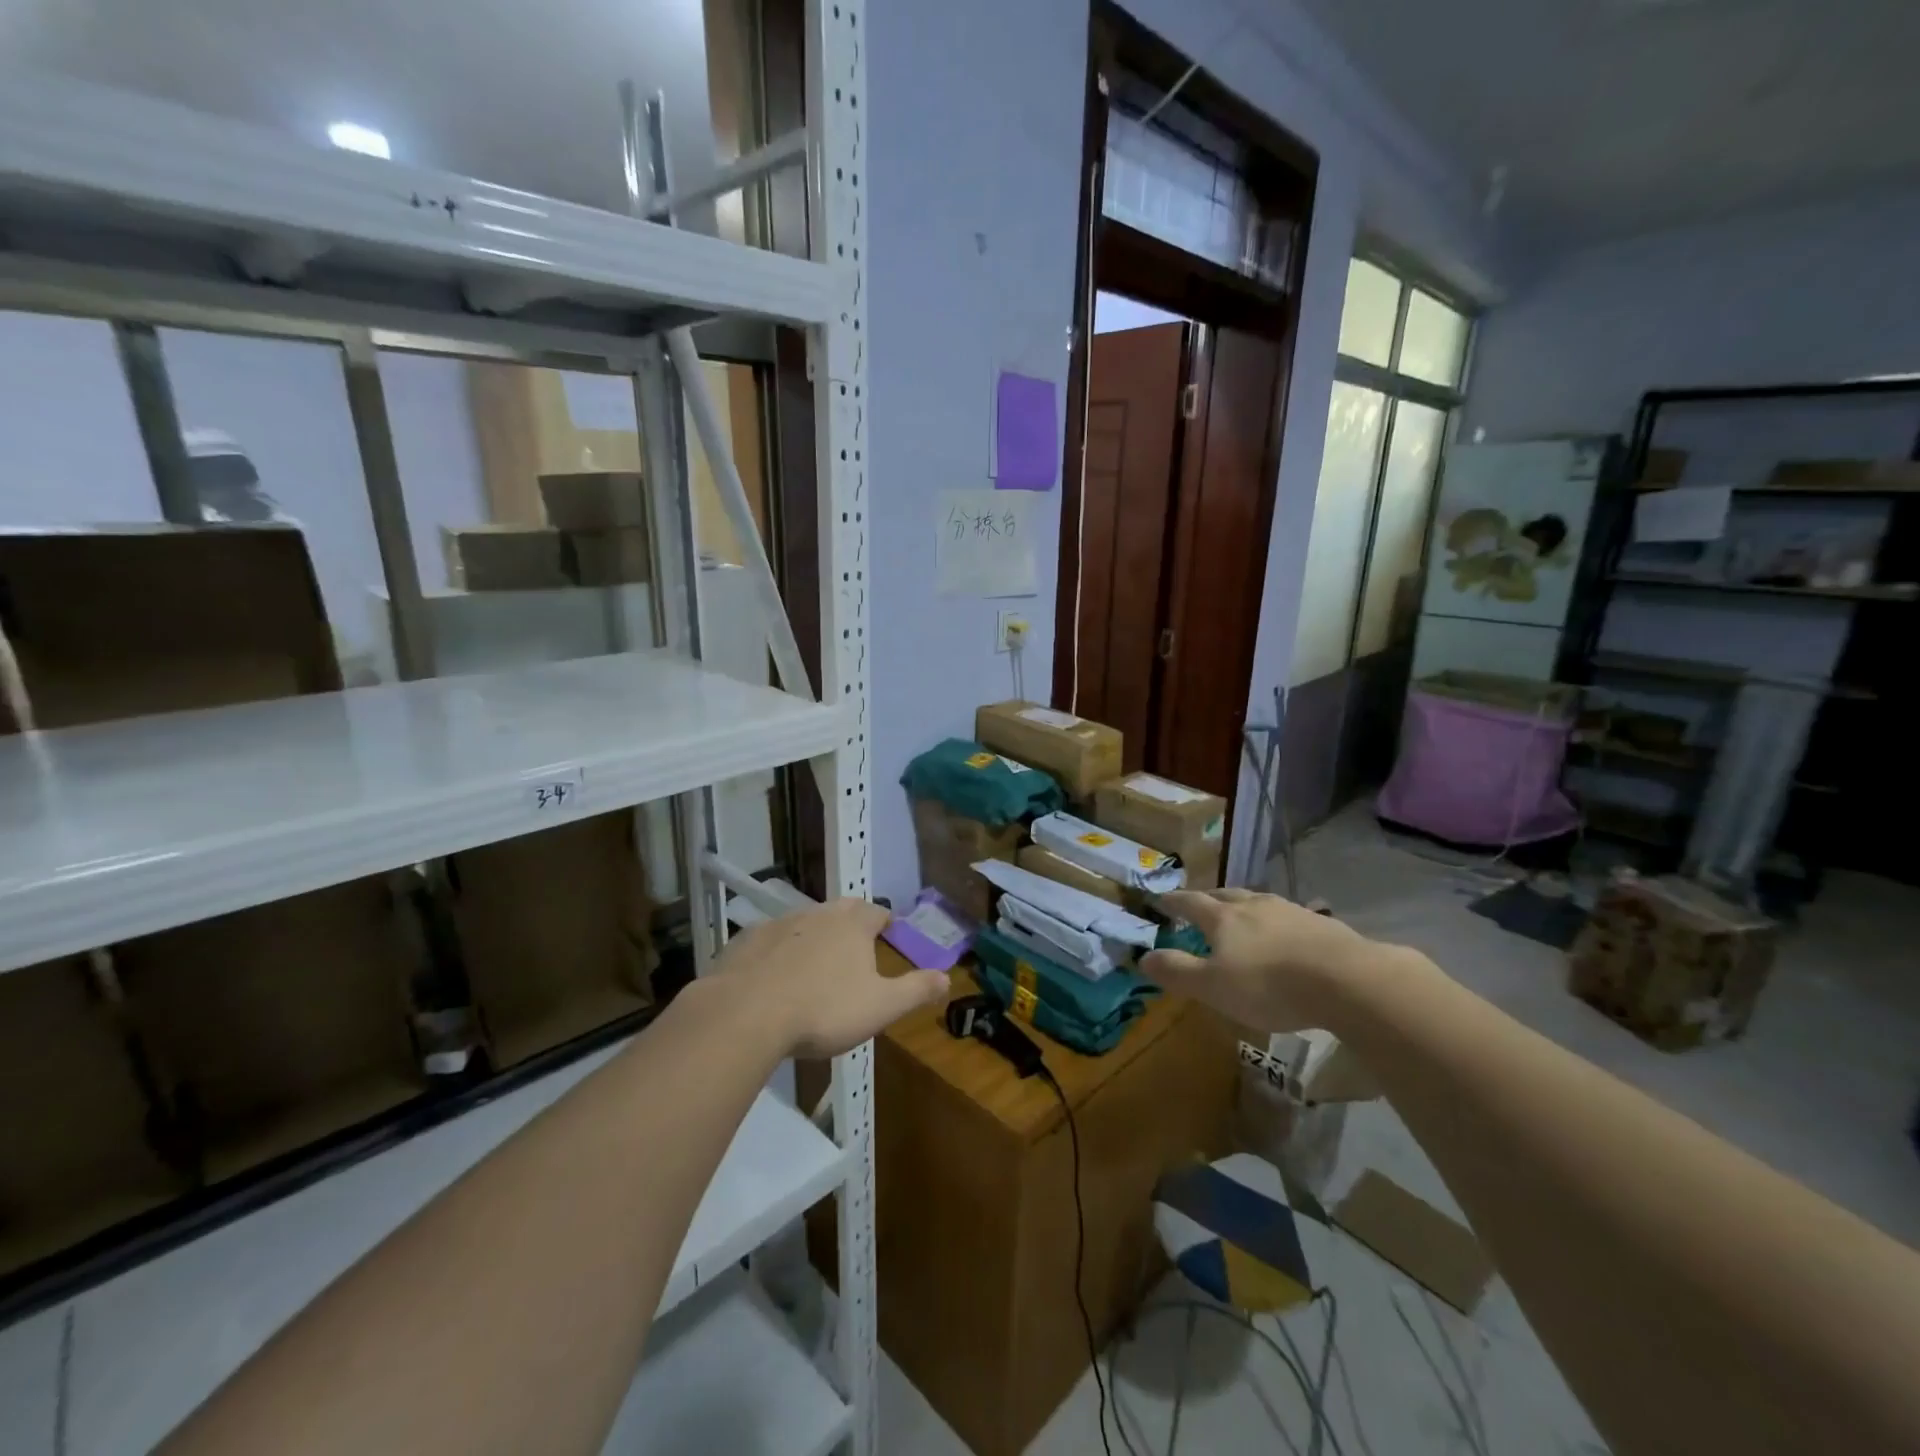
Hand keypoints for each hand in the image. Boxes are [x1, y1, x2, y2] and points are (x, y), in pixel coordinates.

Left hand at [710, 898, 947, 1057]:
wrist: (746, 1014)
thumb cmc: (823, 1009)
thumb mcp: (880, 1007)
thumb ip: (915, 990)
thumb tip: (947, 977)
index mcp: (852, 926)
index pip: (875, 912)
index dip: (884, 921)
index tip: (887, 929)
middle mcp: (817, 915)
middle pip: (840, 910)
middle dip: (850, 922)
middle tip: (854, 942)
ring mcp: (778, 925)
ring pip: (803, 922)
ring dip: (813, 936)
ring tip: (815, 961)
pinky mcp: (745, 942)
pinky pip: (769, 941)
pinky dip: (777, 952)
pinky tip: (773, 975)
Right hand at [1139, 887, 1383, 1032]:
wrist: (1346, 980)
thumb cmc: (1269, 984)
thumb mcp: (1213, 987)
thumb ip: (1177, 971)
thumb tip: (1143, 957)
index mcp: (1223, 917)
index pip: (1190, 903)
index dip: (1173, 902)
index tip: (1160, 899)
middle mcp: (1254, 905)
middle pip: (1225, 895)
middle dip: (1209, 899)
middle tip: (1200, 903)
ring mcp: (1291, 911)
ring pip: (1259, 902)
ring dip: (1245, 907)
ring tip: (1243, 916)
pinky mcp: (1322, 925)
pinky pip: (1290, 917)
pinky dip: (1279, 923)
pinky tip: (1287, 936)